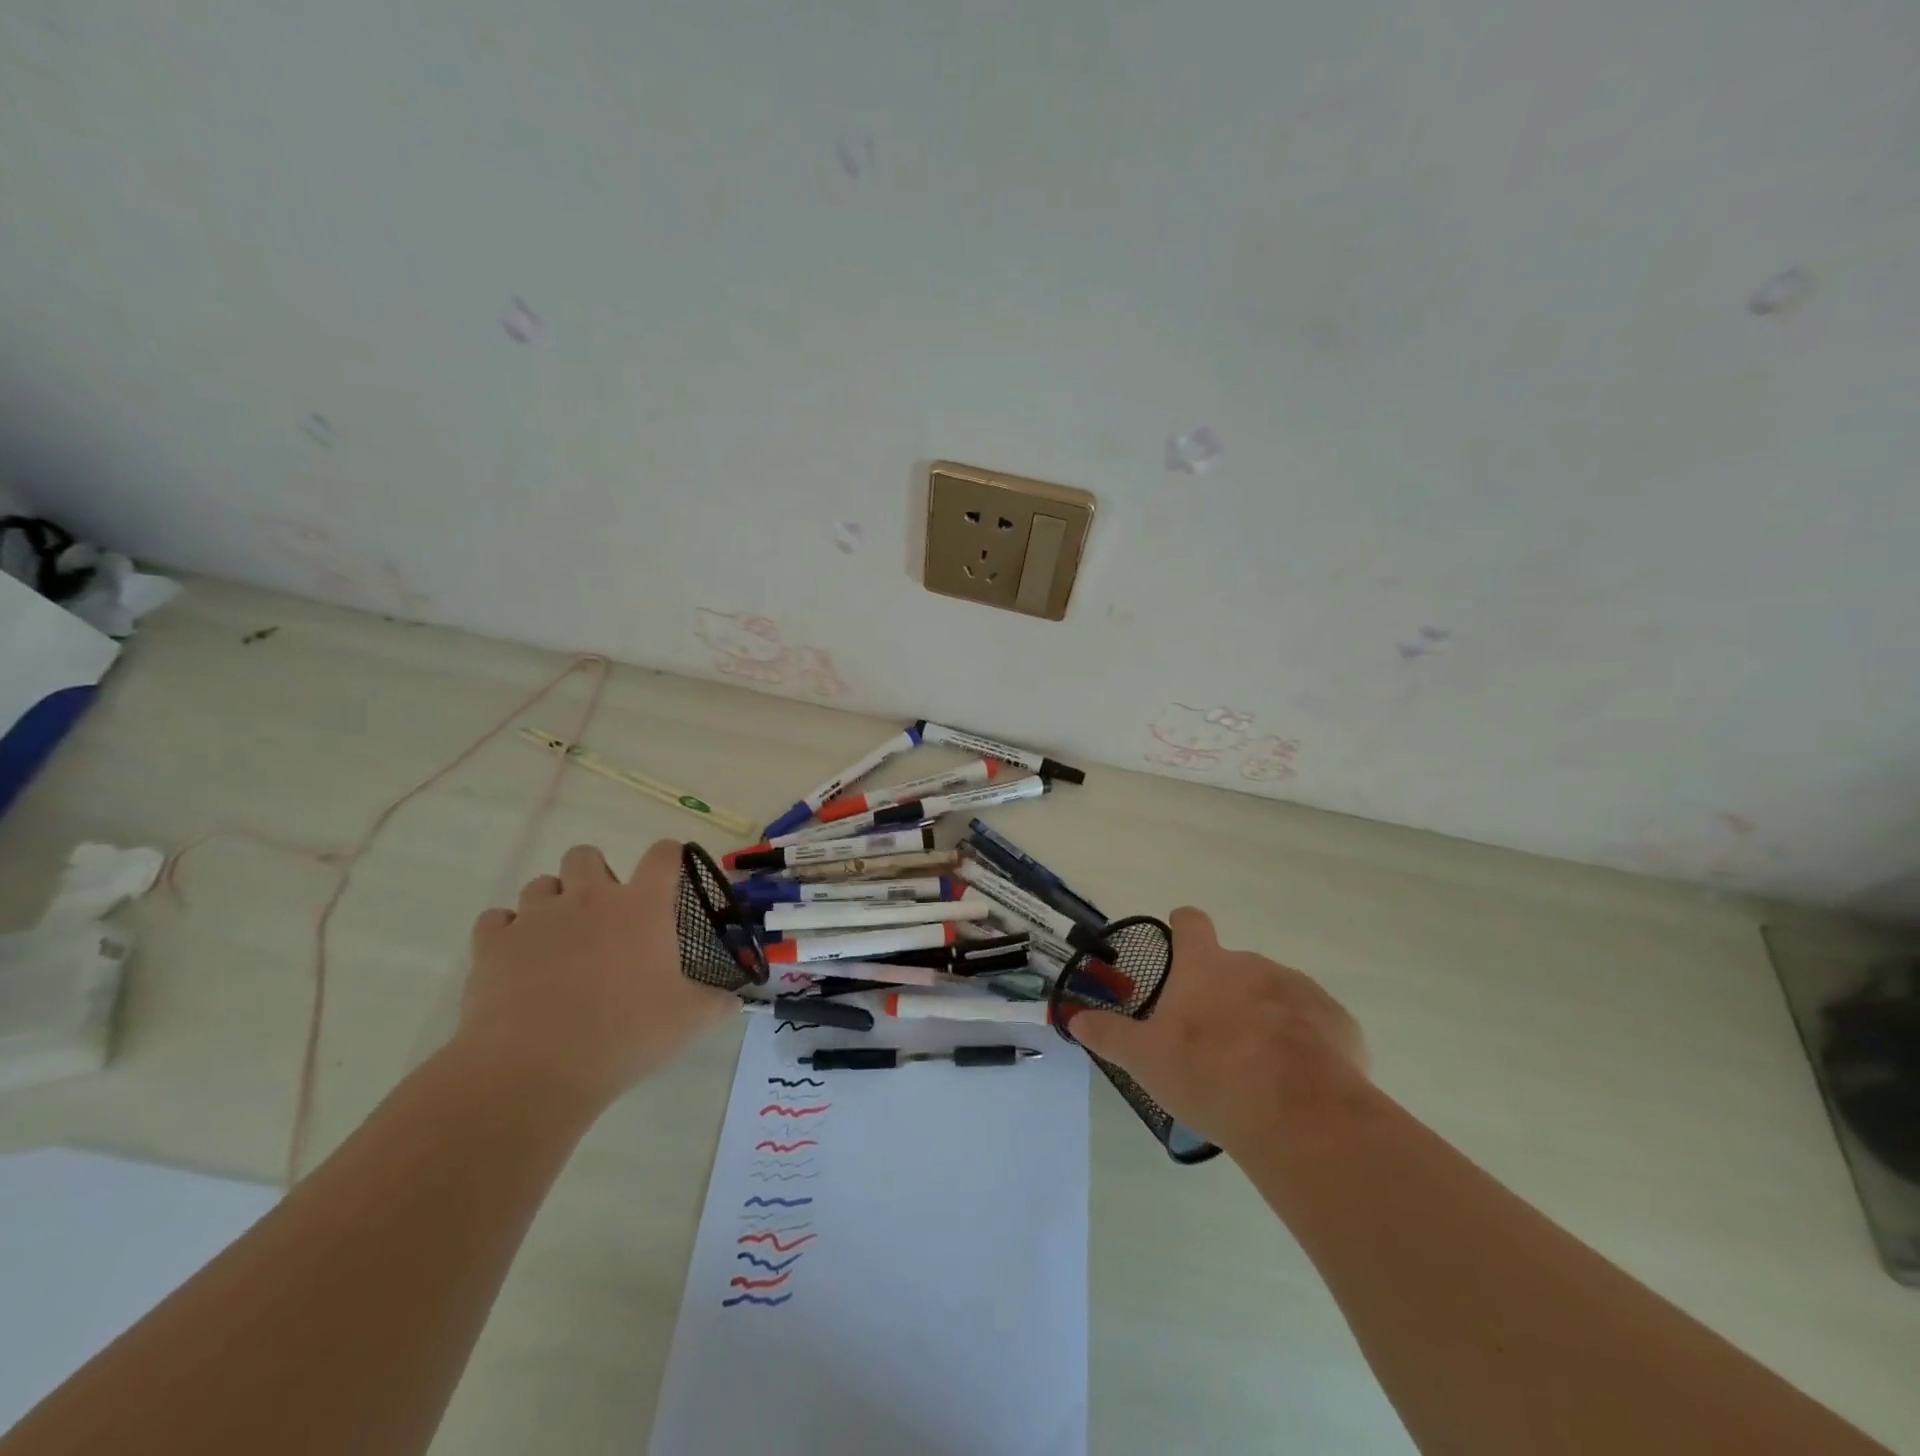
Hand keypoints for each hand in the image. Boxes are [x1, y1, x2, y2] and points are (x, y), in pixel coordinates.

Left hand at [458, 840, 736, 1111]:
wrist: (534, 1070)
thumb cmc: (625, 1035)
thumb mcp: (689, 1022)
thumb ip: (718, 1003)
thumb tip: (736, 1001)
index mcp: (641, 907)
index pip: (662, 855)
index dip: (669, 856)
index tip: (669, 875)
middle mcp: (588, 898)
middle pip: (587, 854)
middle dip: (595, 874)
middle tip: (604, 916)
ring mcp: (536, 917)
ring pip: (541, 884)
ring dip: (552, 903)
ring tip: (559, 940)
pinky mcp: (492, 944)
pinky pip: (496, 920)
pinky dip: (507, 932)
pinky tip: (518, 960)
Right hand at [1066, 907, 1369, 1155]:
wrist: (1299, 1116)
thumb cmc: (1209, 1075)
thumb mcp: (1146, 1060)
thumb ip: (1109, 1036)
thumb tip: (1074, 1018)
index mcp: (1206, 966)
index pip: (1191, 923)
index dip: (1183, 927)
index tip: (1180, 936)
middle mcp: (1253, 965)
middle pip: (1233, 966)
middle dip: (1223, 993)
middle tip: (1213, 1039)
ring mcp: (1299, 990)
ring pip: (1274, 994)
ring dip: (1263, 1017)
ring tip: (1256, 1068)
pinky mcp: (1338, 1023)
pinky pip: (1314, 1024)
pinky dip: (1303, 1042)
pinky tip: (1296, 1081)